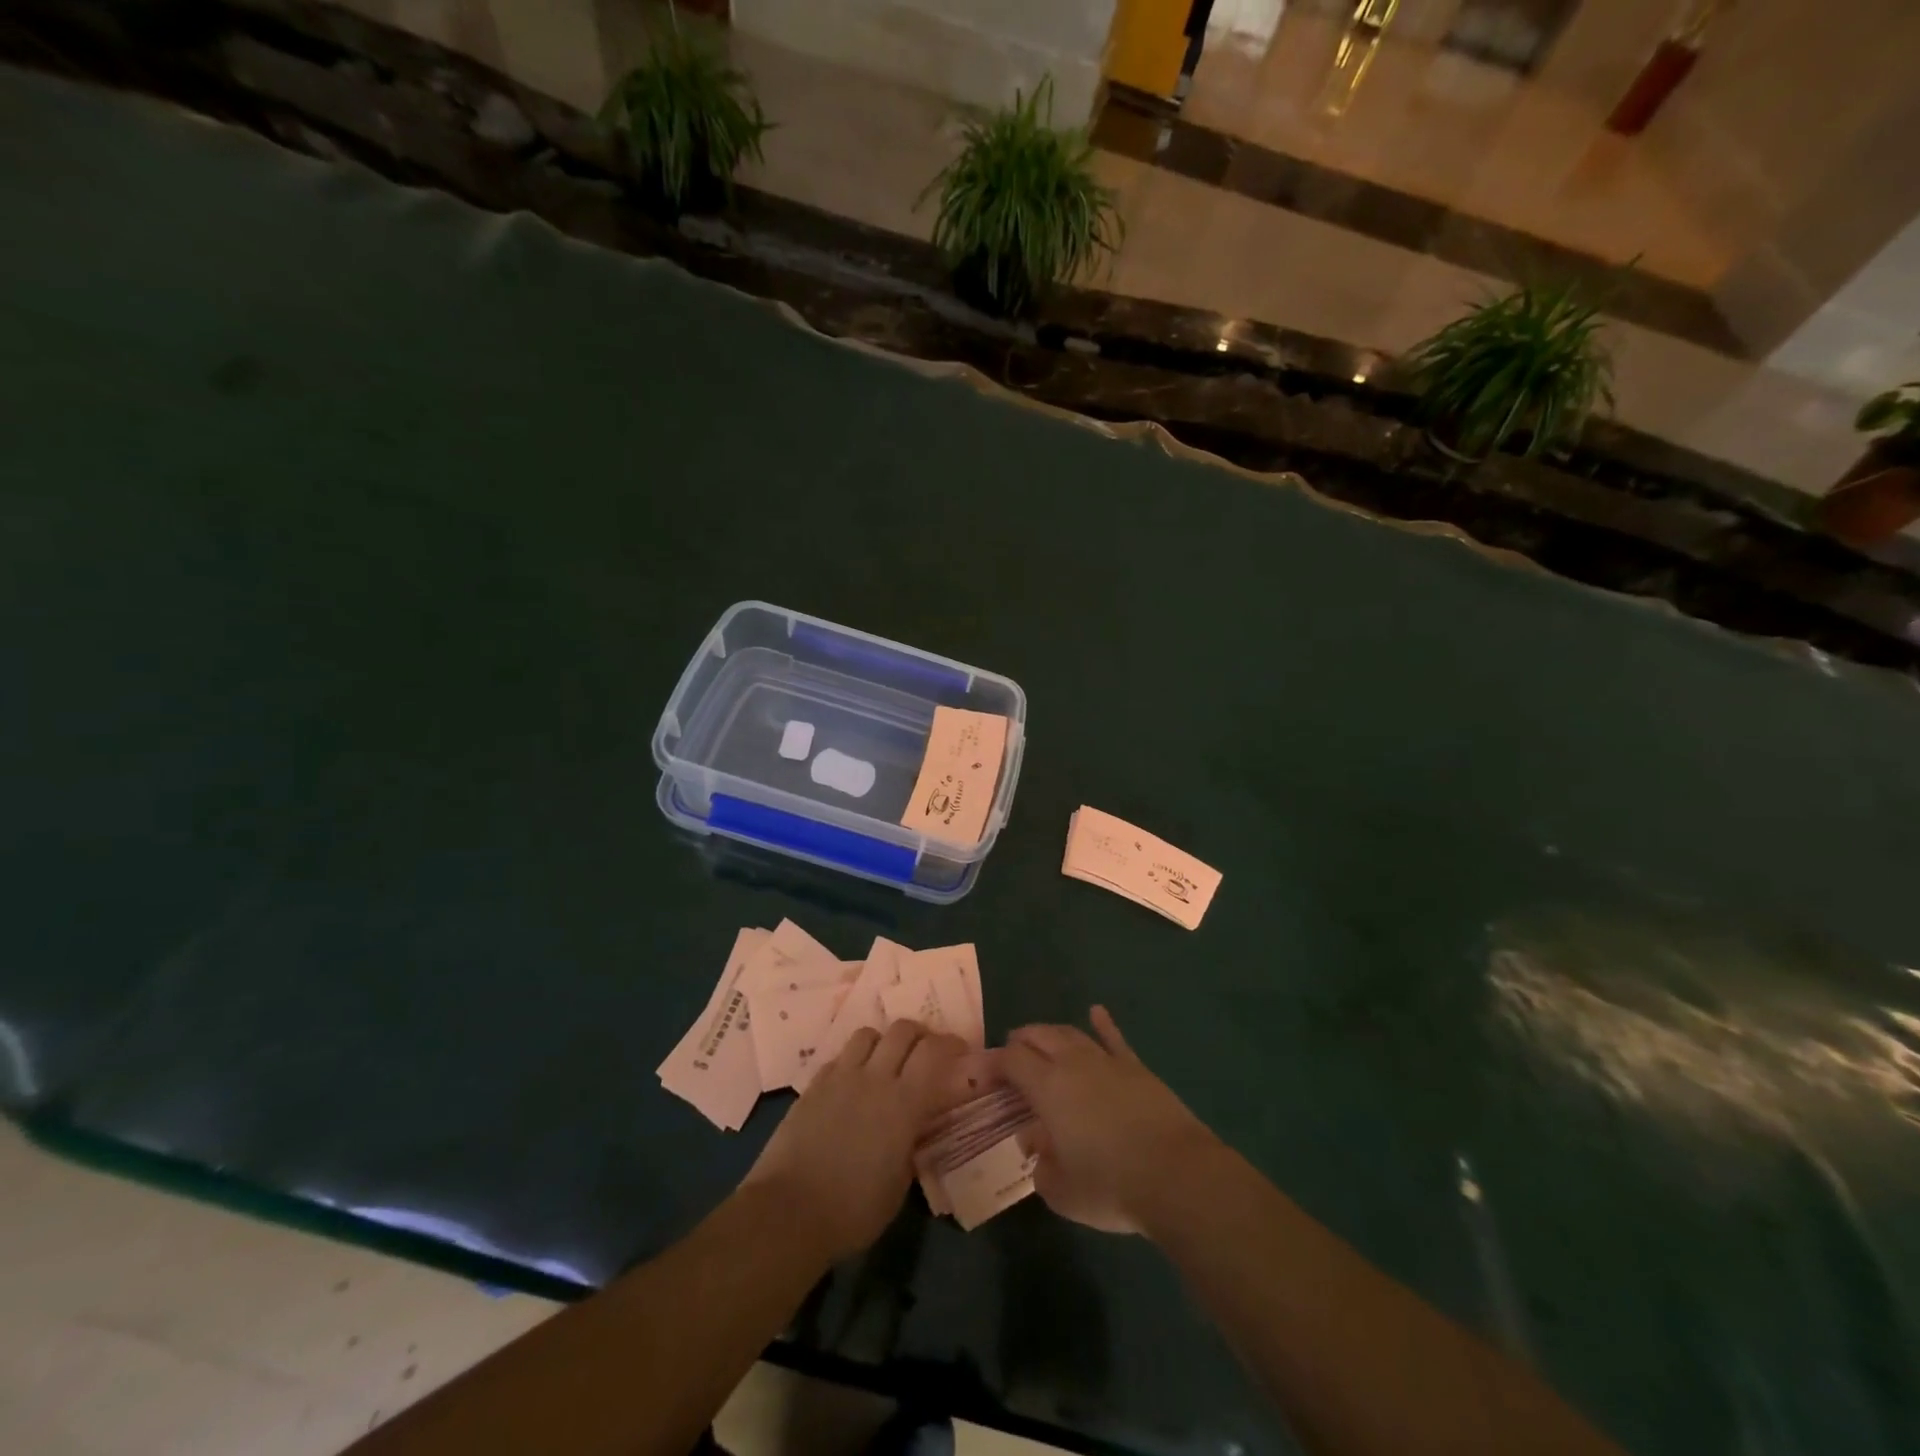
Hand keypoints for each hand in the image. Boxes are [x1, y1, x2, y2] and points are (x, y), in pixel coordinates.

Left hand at [743, 1020, 967, 1261]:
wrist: (788, 1211)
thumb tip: (915, 1129)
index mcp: (903, 1103)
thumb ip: (911, 1145)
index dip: (950, 1044)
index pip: (934, 1052)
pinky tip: (853, 1083)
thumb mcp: (899, 1184)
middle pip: (902, 1030)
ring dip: (884, 1042)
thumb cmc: (853, 1210)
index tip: (960, 1052)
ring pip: (868, 1034)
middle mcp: (874, 1078)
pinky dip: (854, 1061)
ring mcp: (840, 1078)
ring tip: (887, 1061)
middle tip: (926, 1052)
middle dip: (920, 1035)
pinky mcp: (813, 1085)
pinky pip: (840, 1057)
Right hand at [1001, 1006, 1219, 1234]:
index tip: (980, 1072)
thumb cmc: (1110, 1186)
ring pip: (1071, 1034)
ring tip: (1041, 1039)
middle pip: (1039, 1037)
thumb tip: (1036, 1144)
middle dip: (1020, 1041)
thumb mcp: (1060, 1190)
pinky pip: (1114, 1039)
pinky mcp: (1136, 1068)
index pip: (1011, 1060)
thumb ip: (1040, 1165)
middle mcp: (1073, 1063)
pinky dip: (1103, 1024)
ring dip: (1051, 1034)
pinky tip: (1096, 1012)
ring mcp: (1107, 1061)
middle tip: (1010, 1054)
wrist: (1176, 1175)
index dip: (992, 1062)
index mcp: (1047, 1087)